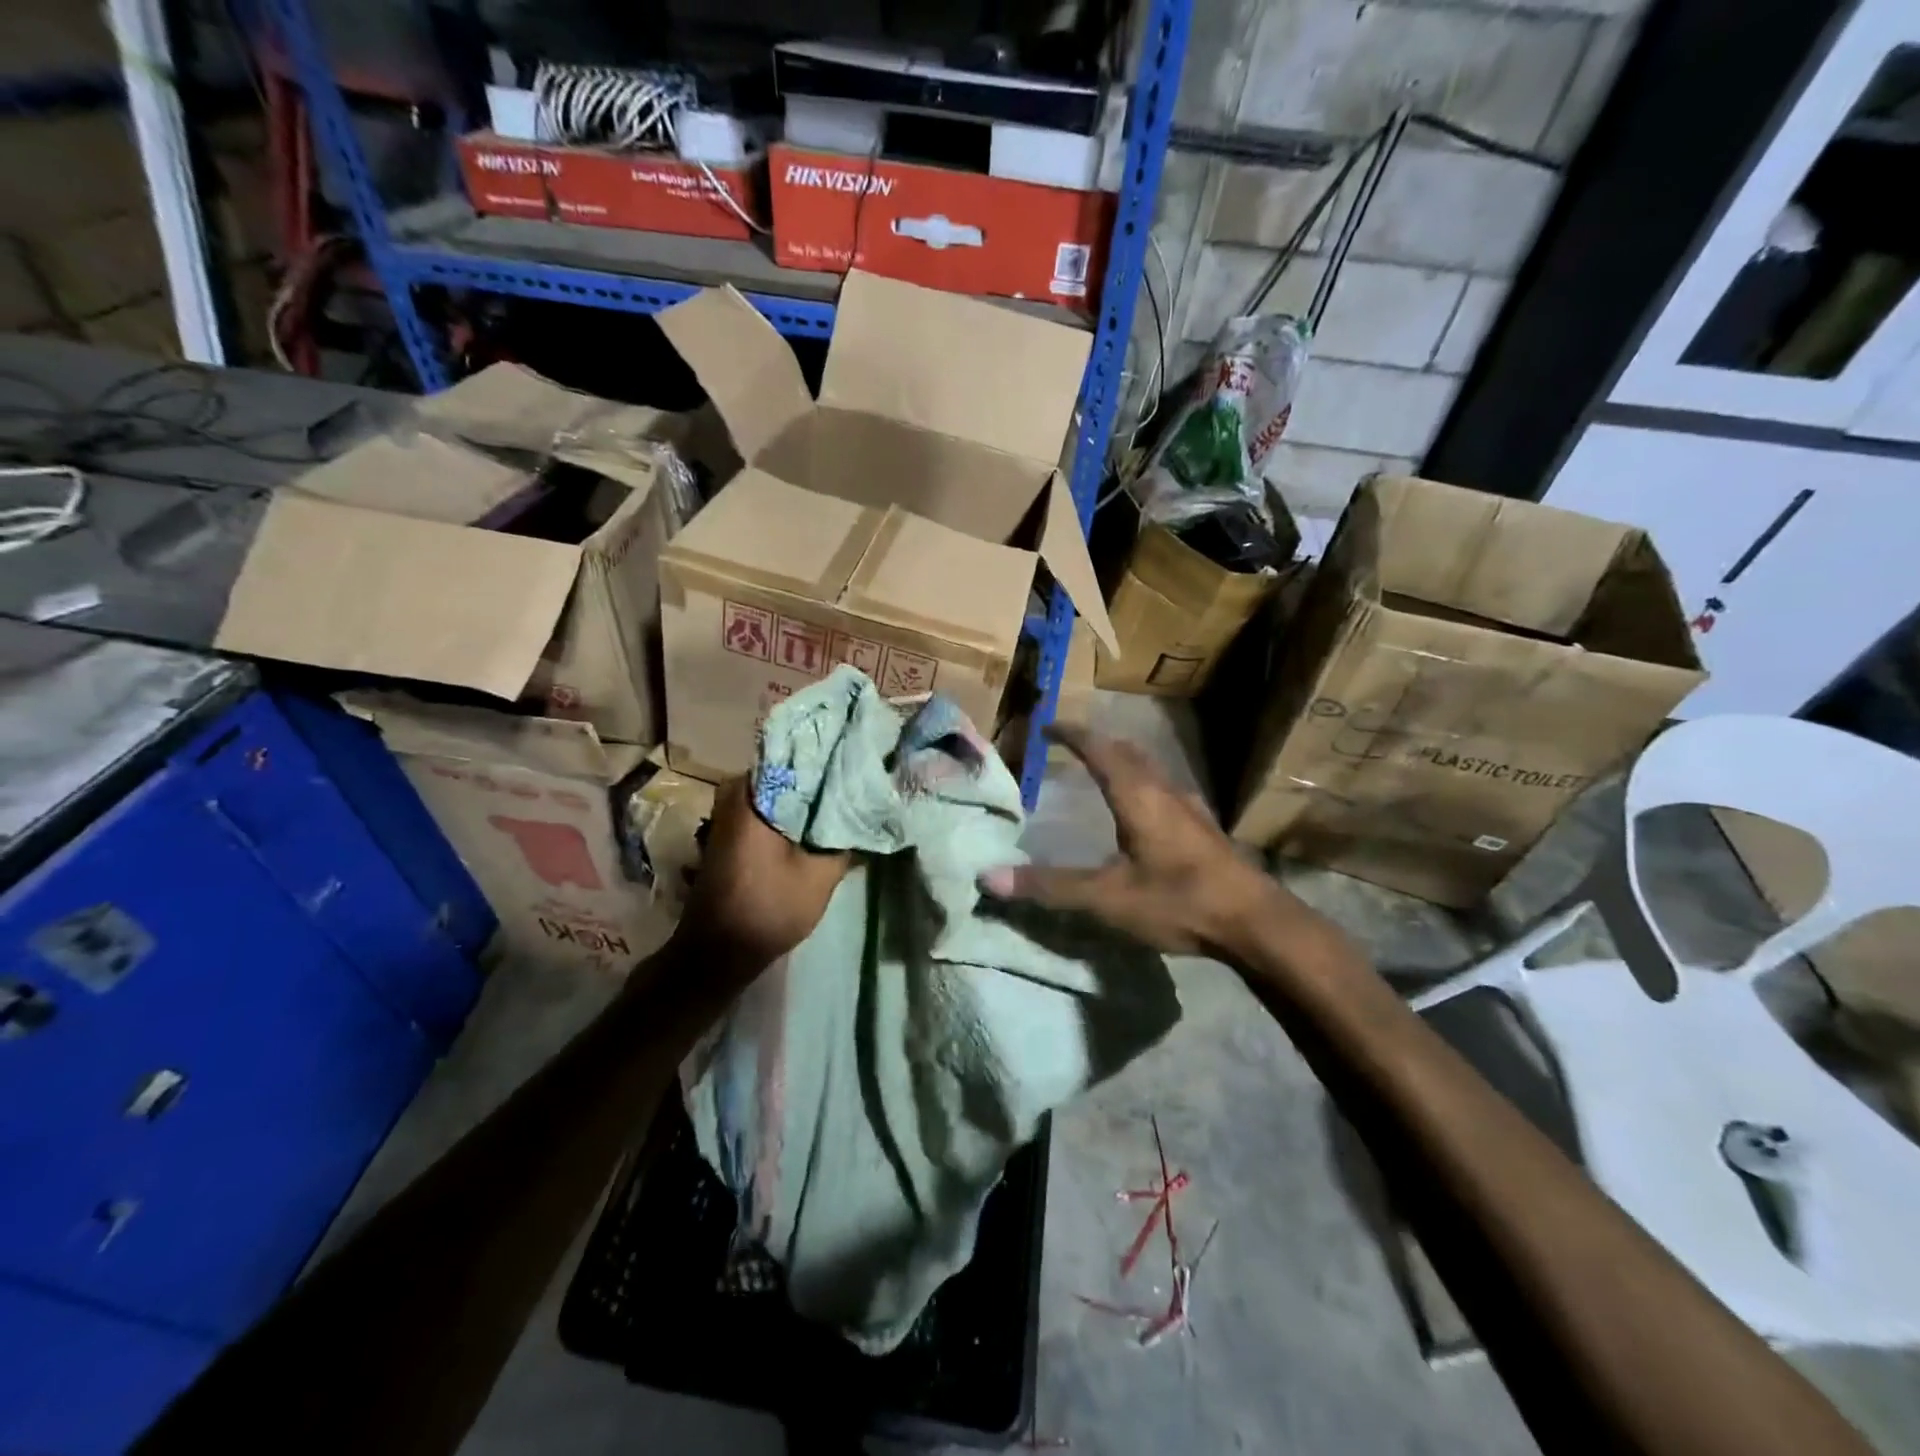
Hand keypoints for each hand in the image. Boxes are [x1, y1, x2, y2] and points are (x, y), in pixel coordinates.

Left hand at [675, 777, 849, 980]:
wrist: (717, 952)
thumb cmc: (767, 908)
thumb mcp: (821, 876)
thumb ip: (845, 840)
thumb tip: (868, 814)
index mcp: (752, 795)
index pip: (799, 756)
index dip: (833, 759)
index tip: (862, 758)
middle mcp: (735, 794)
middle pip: (789, 772)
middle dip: (823, 777)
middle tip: (860, 778)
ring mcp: (730, 813)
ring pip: (780, 791)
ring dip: (810, 797)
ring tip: (848, 797)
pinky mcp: (733, 831)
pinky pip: (770, 807)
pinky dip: (794, 812)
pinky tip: (822, 821)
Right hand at [979, 724, 1318, 959]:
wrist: (1255, 922)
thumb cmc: (1178, 900)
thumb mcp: (1107, 898)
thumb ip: (1051, 886)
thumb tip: (990, 876)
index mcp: (1138, 795)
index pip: (1099, 747)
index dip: (1071, 733)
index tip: (1047, 725)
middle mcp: (1164, 791)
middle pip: (1127, 751)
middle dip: (1096, 742)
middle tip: (1069, 745)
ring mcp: (1190, 808)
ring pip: (1150, 769)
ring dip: (1122, 761)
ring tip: (1100, 771)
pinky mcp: (1204, 828)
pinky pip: (1164, 789)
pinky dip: (1141, 784)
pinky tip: (1142, 811)